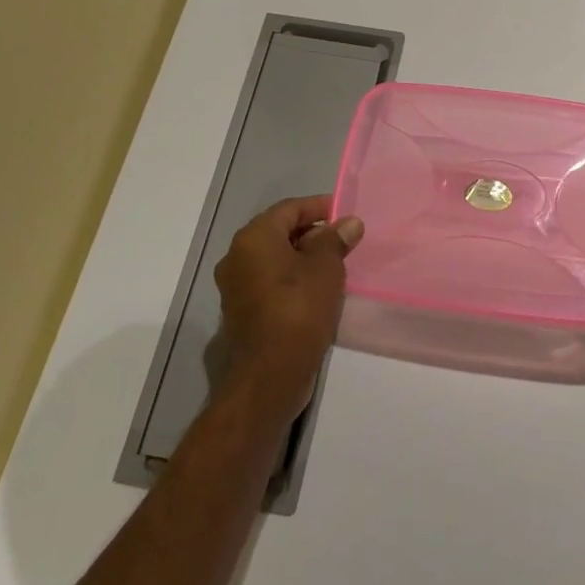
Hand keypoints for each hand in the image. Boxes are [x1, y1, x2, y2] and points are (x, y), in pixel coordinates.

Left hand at [213, 196, 362, 428]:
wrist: (268, 376)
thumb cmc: (298, 310)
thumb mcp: (326, 268)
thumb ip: (336, 240)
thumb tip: (348, 223)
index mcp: (254, 238)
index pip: (289, 209)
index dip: (319, 207)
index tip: (344, 213)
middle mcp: (237, 256)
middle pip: (279, 232)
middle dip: (313, 233)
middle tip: (344, 240)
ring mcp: (235, 286)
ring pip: (275, 259)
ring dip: (303, 257)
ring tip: (336, 265)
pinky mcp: (241, 311)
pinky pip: (270, 281)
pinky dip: (292, 279)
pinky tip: (317, 290)